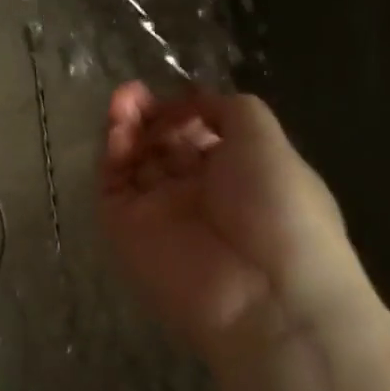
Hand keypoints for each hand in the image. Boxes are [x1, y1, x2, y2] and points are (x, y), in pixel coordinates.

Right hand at [100, 84, 374, 365]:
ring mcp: (159, 211)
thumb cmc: (278, 208)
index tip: (176, 96)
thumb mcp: (266, 139)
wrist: (265, 296)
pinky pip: (111, 184)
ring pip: (132, 159)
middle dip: (149, 113)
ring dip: (125, 124)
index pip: (198, 134)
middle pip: (161, 142)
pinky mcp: (125, 228)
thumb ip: (227, 108)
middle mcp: (196, 192)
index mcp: (237, 174)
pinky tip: (118, 129)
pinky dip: (111, 153)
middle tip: (135, 94)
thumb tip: (192, 105)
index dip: (184, 110)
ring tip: (123, 101)